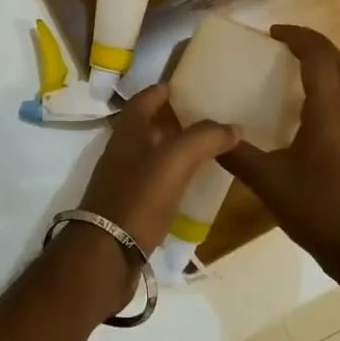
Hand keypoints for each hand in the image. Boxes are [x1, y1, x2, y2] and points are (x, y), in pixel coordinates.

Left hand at [77, 85, 239, 256]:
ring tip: (204, 153)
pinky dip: (170, 180)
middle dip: (171, 120)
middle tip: (204, 120)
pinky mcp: (127, 209)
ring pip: (149, 156)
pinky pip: (152, 185)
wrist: (105, 255)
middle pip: (145, 127)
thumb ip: (204, 138)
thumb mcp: (175, 160)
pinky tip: (189, 188)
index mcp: (127, 133)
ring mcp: (121, 182)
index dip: (162, 90)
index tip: (183, 85)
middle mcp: (121, 152)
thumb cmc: (138, 198)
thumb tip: (234, 127)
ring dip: (172, 151)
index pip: (144, 99)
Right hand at [220, 26, 339, 273]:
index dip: (297, 37)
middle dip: (311, 45)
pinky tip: (301, 109)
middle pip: (338, 62)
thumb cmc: (318, 211)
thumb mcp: (268, 182)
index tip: (271, 33)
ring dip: (321, 65)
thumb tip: (205, 134)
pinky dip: (326, 87)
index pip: (319, 57)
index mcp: (330, 112)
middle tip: (279, 44)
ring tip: (287, 68)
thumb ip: (236, 154)